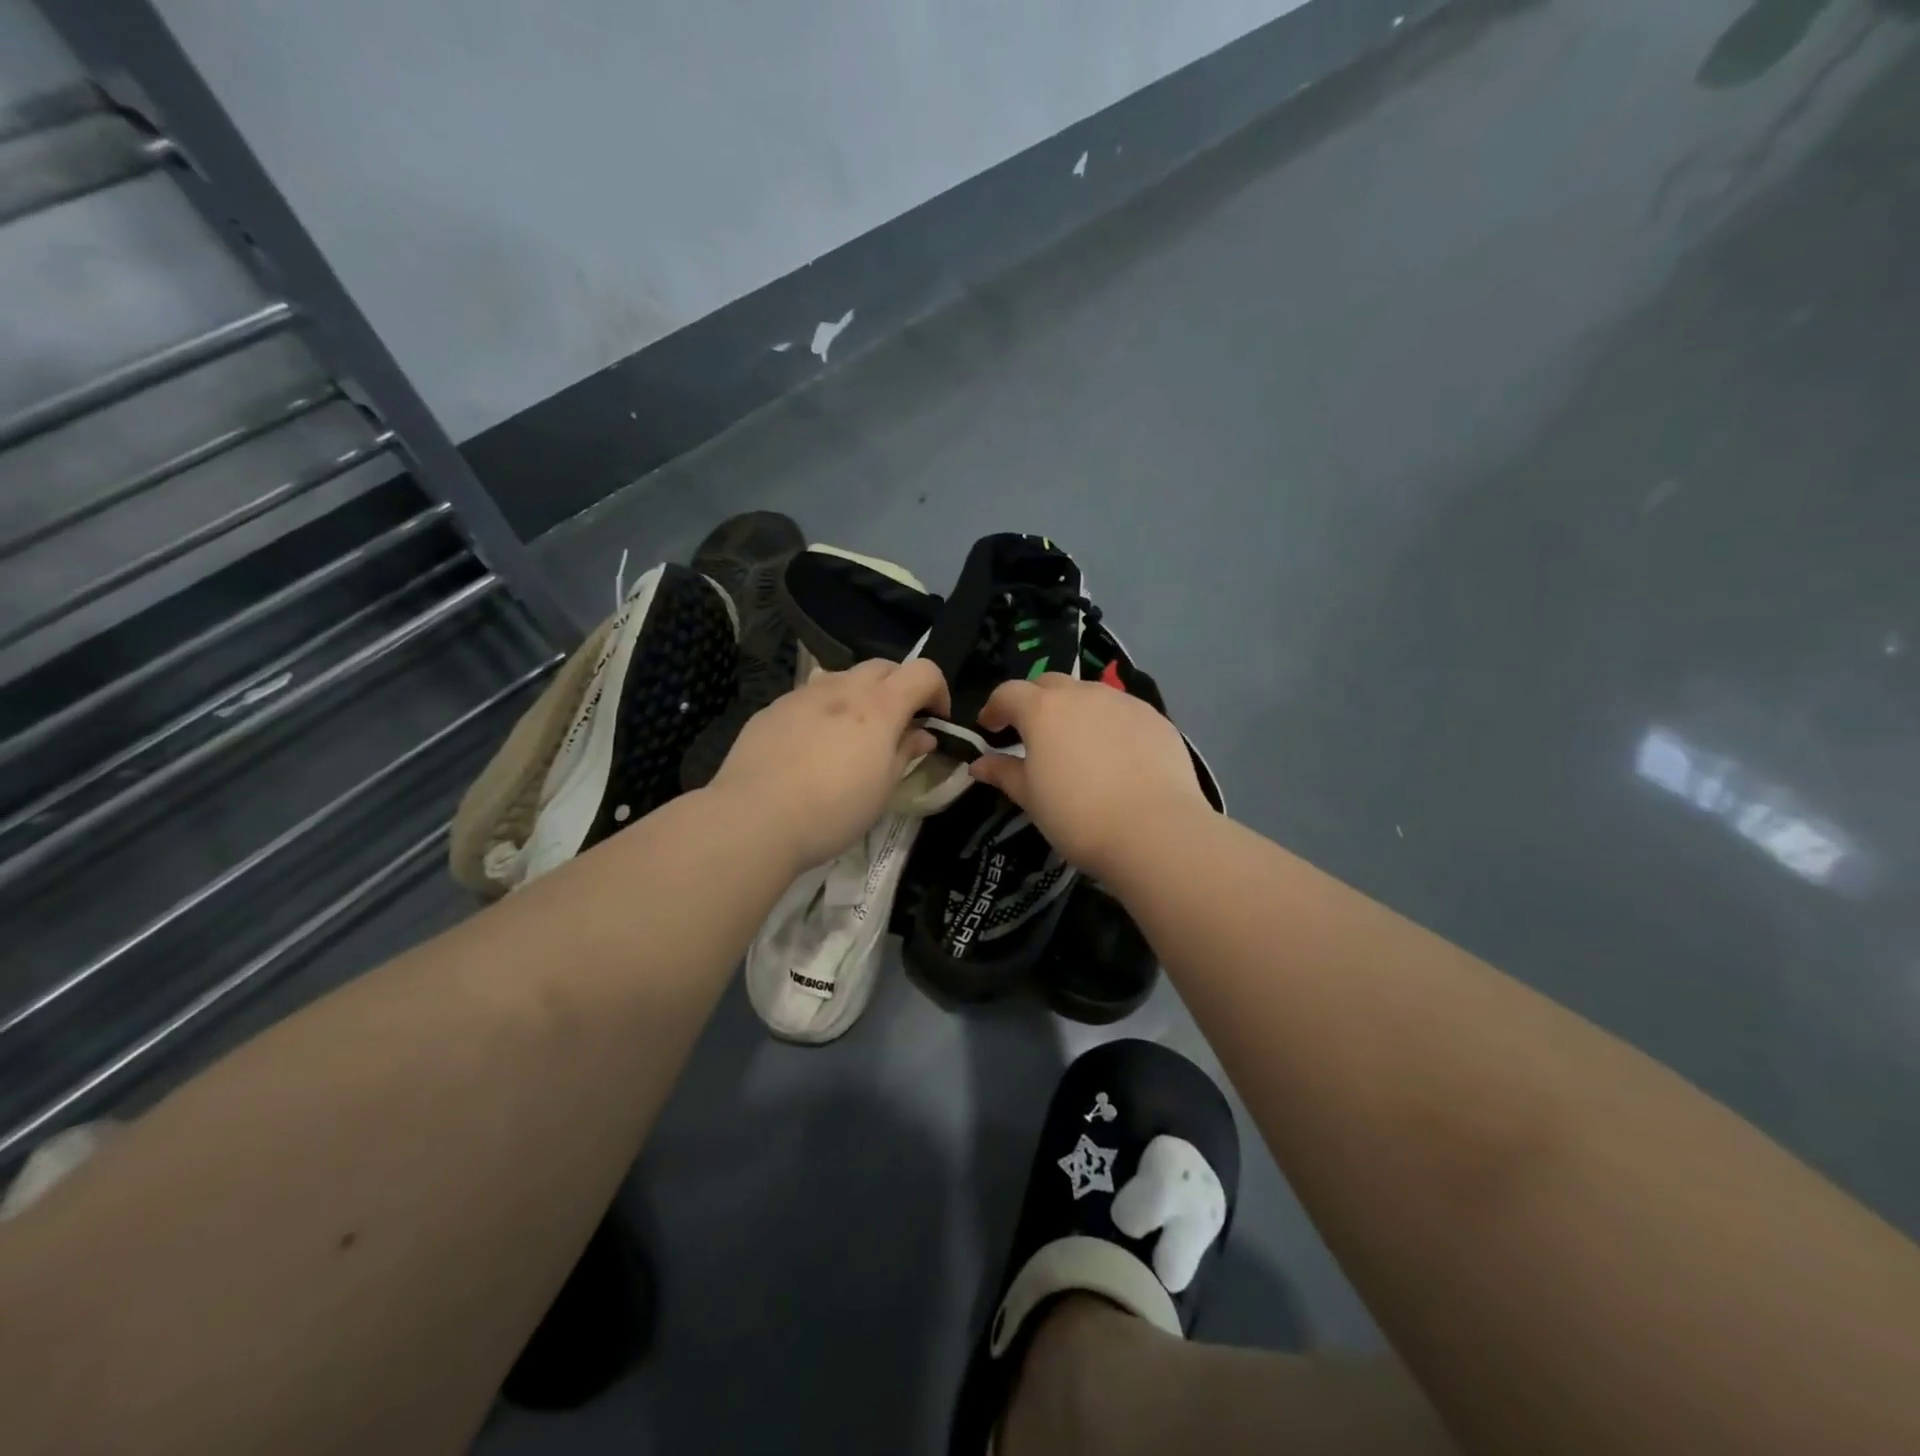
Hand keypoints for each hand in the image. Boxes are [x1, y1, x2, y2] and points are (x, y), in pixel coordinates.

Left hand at [711, 657, 949, 869]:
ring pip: (843, 677)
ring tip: (853, 734)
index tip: (935, 721)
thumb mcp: (883, 788)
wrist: (755, 817)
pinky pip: (810, 697)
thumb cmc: (834, 809)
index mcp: (879, 705)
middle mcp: (843, 687)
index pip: (924, 671)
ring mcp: (803, 694)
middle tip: (898, 724)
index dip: (938, 691)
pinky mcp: (773, 709)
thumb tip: (923, 734)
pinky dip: (825, 709)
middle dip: (900, 687)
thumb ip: (906, 752)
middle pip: (883, 666)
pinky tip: (812, 746)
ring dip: (860, 695)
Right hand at [969, 674, 1206, 878]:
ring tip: (1076, 743)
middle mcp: (1082, 694)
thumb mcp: (1030, 797)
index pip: (1008, 693)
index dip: (994, 708)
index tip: (989, 729)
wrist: (1154, 830)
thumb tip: (979, 764)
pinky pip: (1122, 712)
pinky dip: (1109, 724)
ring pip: (1089, 694)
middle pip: (1049, 684)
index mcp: (1043, 709)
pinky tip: (1115, 755)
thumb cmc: (1077, 815)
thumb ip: (1003, 773)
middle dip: (1034, 702)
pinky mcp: (1155, 718)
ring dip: (1074, 710)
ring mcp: (1122, 702)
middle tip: (1032, 733)